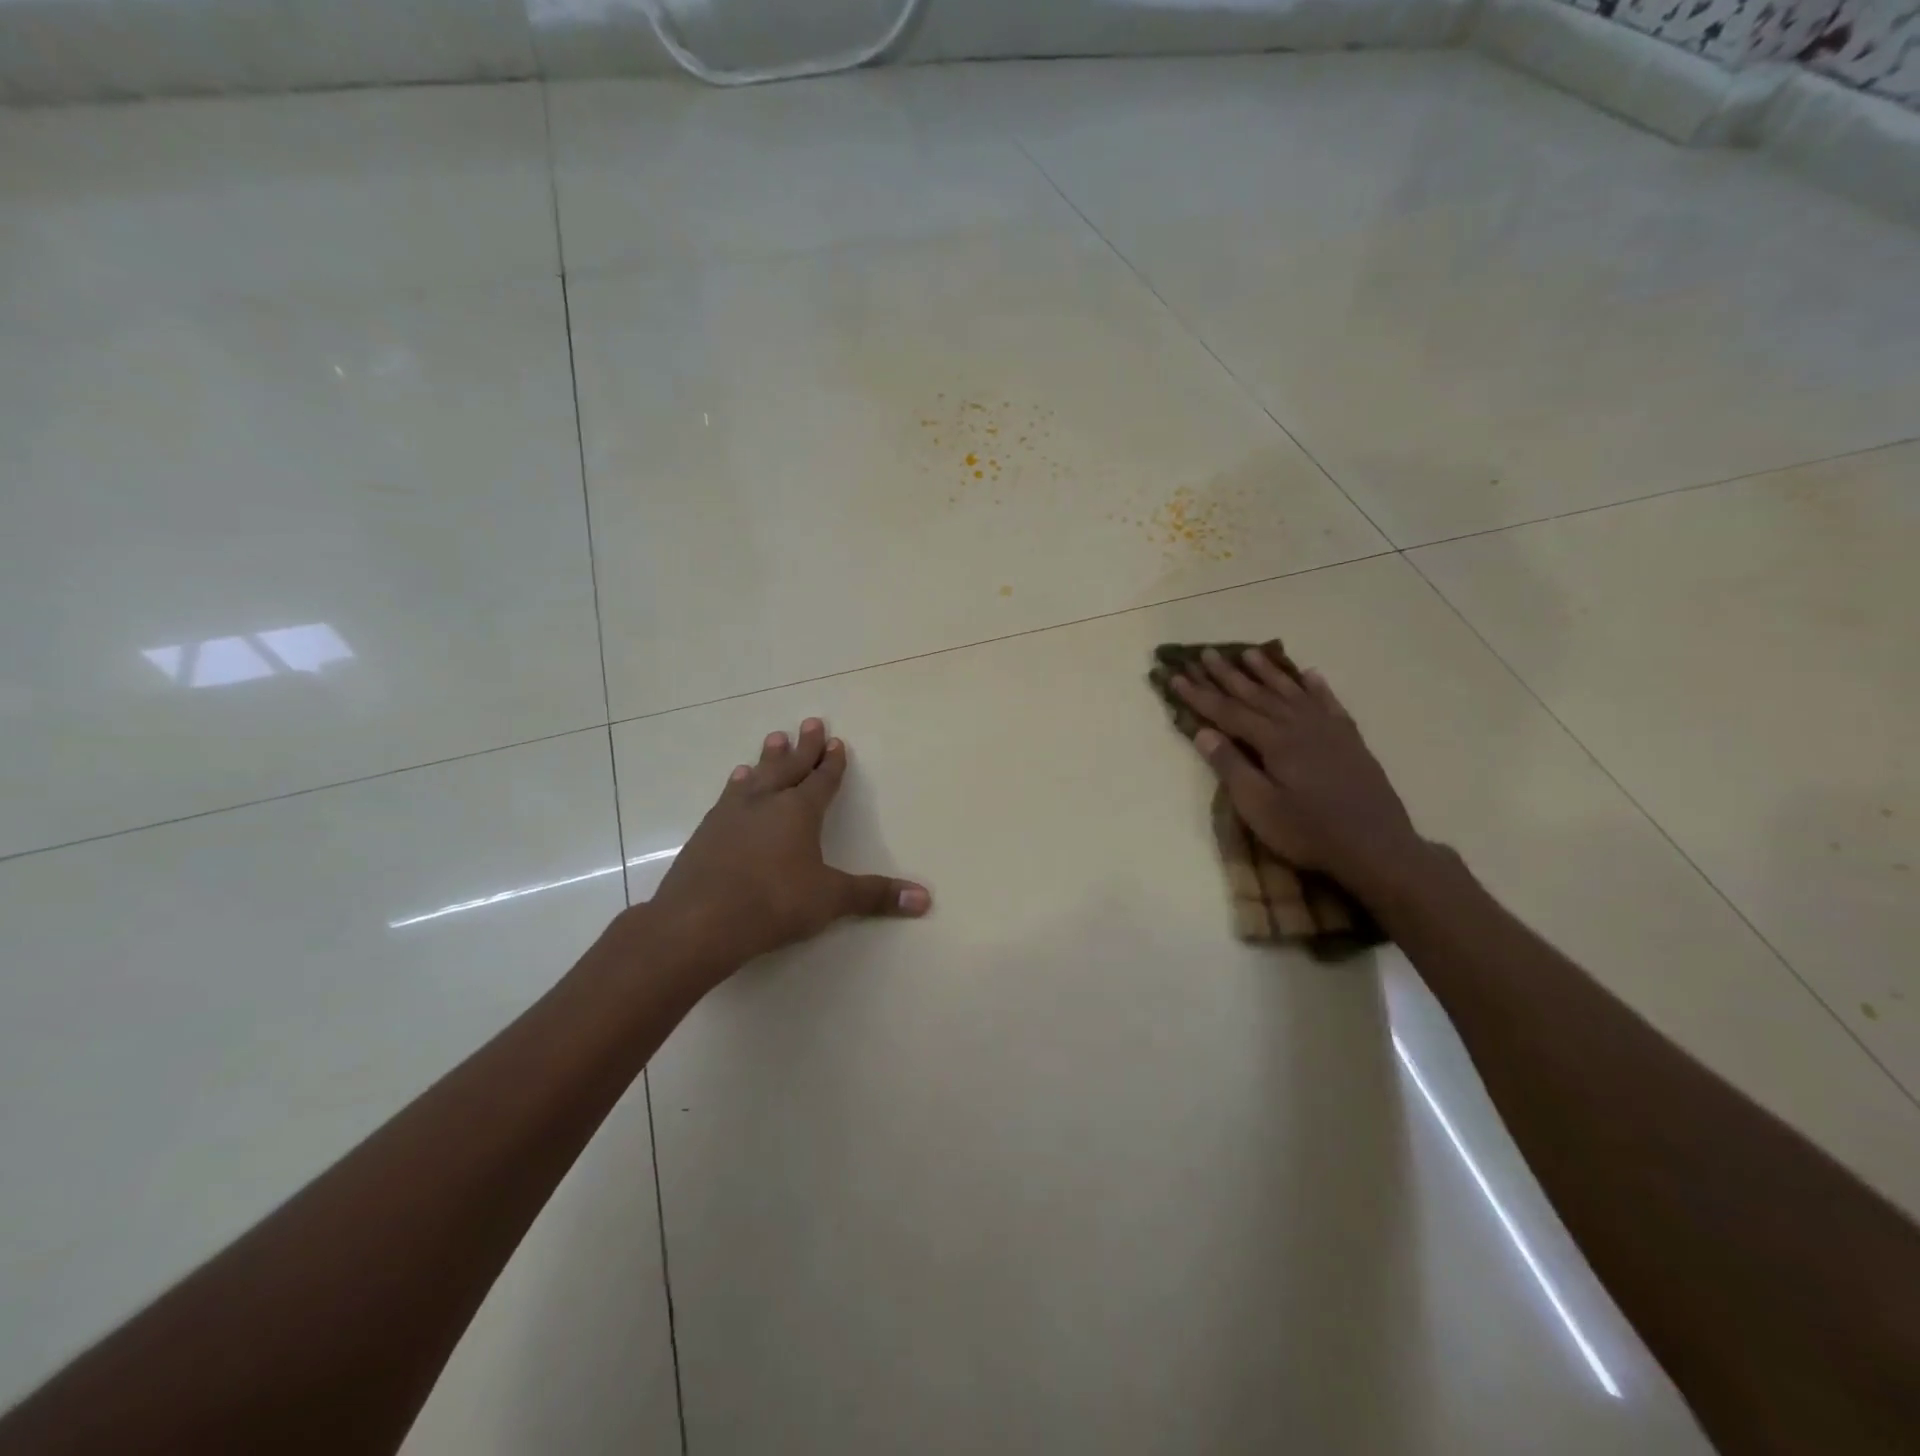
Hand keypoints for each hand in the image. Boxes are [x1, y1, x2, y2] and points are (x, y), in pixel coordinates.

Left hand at [645, 718, 929, 978]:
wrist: (698, 921)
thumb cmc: (773, 904)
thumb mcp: (830, 900)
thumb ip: (875, 896)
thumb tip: (925, 899)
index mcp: (799, 811)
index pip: (821, 780)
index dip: (831, 763)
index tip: (836, 742)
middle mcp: (766, 803)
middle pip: (789, 767)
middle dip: (803, 746)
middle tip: (810, 722)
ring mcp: (732, 815)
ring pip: (756, 777)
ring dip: (768, 758)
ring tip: (772, 739)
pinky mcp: (706, 832)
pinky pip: (728, 796)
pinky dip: (738, 785)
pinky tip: (736, 782)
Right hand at [1171, 649, 1426, 894]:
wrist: (1376, 847)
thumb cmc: (1308, 831)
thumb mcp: (1259, 807)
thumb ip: (1231, 766)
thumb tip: (1203, 732)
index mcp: (1274, 741)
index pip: (1227, 712)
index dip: (1199, 694)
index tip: (1176, 677)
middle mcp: (1299, 725)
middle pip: (1256, 694)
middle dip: (1228, 674)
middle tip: (1206, 653)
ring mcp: (1328, 729)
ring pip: (1291, 691)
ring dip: (1268, 672)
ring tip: (1249, 653)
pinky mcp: (1350, 740)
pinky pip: (1329, 702)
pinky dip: (1316, 686)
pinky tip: (1309, 674)